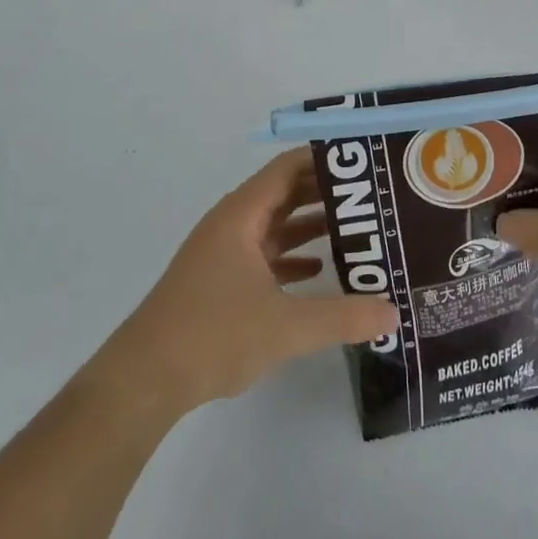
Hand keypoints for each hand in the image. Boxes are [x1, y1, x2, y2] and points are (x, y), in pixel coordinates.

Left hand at [102, 150, 398, 416]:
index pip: (287, 168)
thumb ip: (342, 317)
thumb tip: (393, 311)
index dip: (323, 159)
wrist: (145, 379)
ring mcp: (223, 254)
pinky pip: (263, 256)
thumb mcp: (285, 327)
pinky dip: (291, 258)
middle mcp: (231, 225)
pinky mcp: (219, 282)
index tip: (362, 161)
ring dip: (309, 226)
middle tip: (370, 197)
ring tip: (355, 230)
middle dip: (324, 193)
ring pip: (274, 227)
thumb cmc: (212, 335)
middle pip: (283, 194)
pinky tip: (319, 272)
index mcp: (241, 216)